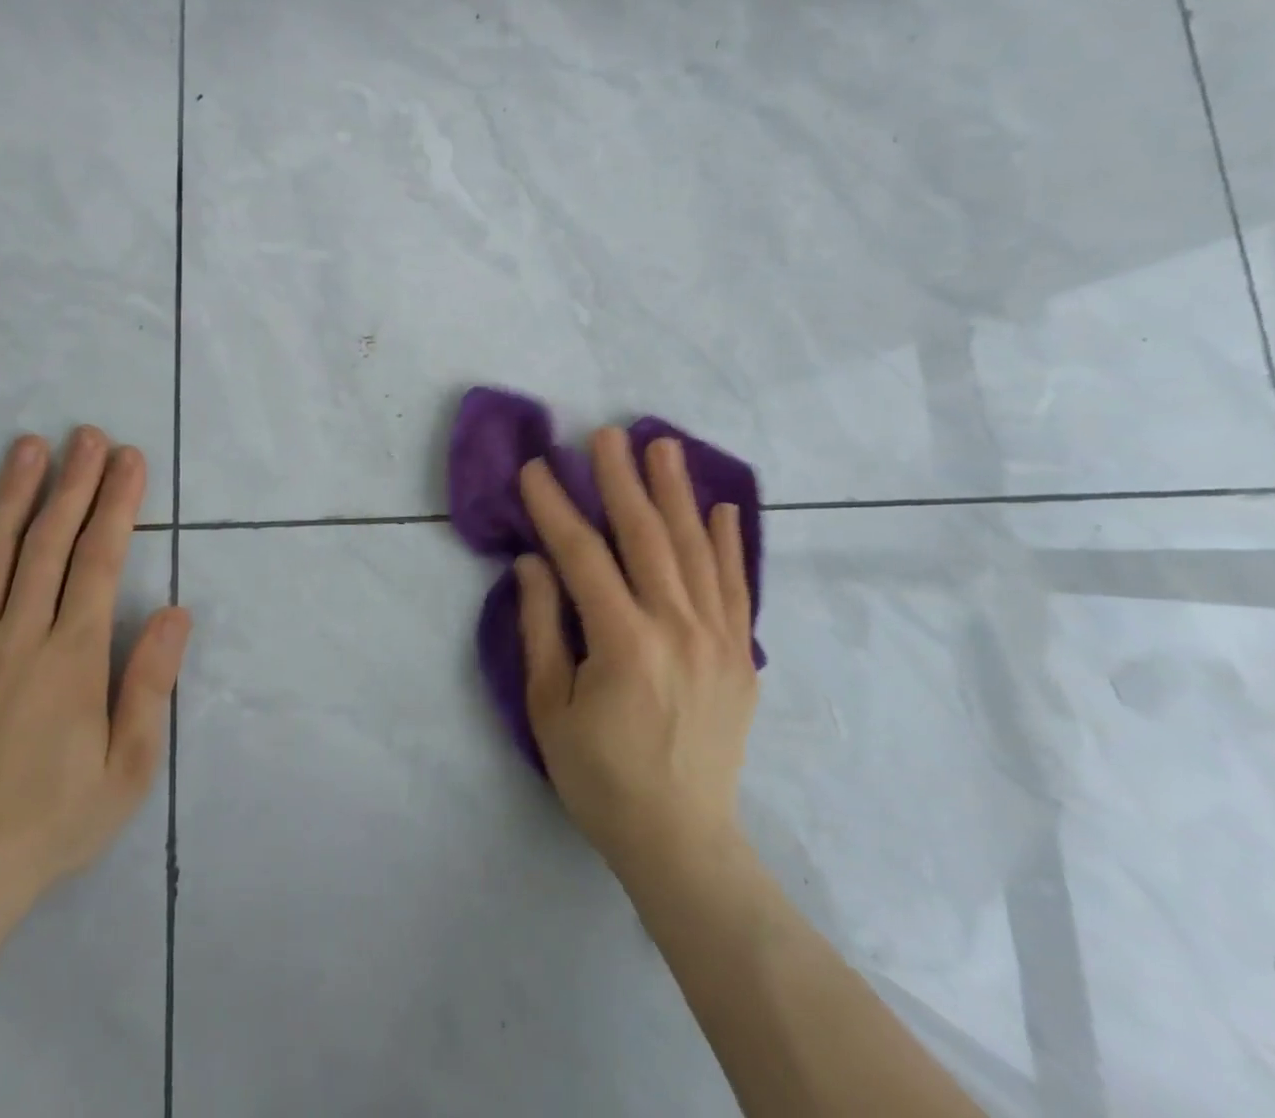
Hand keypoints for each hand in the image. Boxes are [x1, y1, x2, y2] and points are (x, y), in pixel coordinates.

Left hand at [0, 428, 190, 919]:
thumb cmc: (53, 822)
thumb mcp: (127, 769)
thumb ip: (149, 684)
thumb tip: (174, 612)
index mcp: (72, 660)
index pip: (99, 563)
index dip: (117, 505)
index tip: (129, 460)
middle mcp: (17, 640)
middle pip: (47, 545)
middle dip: (73, 484)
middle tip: (87, 435)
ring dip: (12, 496)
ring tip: (27, 447)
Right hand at [515, 428, 756, 884]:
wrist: (682, 840)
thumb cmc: (599, 777)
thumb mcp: (549, 708)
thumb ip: (542, 627)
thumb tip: (533, 561)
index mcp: (623, 642)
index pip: (583, 554)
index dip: (556, 507)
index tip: (537, 467)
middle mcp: (677, 627)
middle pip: (645, 536)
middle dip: (621, 479)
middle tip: (606, 433)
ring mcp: (718, 638)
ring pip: (694, 549)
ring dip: (675, 492)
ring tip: (664, 446)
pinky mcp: (741, 654)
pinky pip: (735, 586)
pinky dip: (727, 543)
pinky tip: (719, 506)